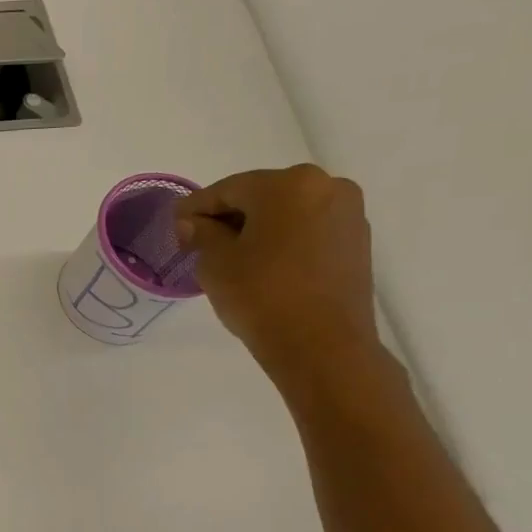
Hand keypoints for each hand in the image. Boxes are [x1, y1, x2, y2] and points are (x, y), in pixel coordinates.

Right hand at [175, 164, 381, 385]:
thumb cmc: (261, 295)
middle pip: (261, 195)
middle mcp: (326, 186)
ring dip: (257, 228)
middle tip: (200, 243)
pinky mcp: (357, 242)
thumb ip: (201, 233)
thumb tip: (194, 223)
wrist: (322, 346)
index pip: (227, 189)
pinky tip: (263, 265)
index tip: (175, 226)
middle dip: (229, 216)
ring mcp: (347, 214)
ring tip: (232, 257)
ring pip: (287, 212)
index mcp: (288, 184)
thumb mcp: (215, 262)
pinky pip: (308, 230)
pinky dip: (283, 240)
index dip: (195, 208)